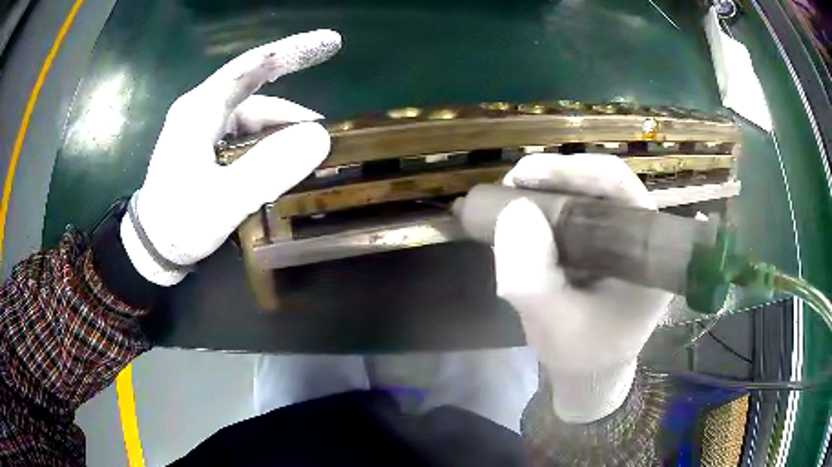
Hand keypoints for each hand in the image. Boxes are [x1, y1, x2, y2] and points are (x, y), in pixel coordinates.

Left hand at [121, 30, 341, 285]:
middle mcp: (202, 110)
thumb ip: (269, 168)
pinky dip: (269, 144)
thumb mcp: (224, 200)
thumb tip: (319, 137)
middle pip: (256, 89)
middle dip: (294, 103)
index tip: (330, 42)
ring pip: (253, 116)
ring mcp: (204, 127)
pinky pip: (246, 134)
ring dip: (283, 131)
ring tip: (311, 155)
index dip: (292, 50)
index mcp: (200, 109)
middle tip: (329, 127)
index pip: (251, 66)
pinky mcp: (207, 146)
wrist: (152, 249)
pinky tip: (284, 161)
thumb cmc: (179, 223)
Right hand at [493, 154, 672, 422]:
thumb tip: (514, 210)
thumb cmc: (582, 354)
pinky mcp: (600, 243)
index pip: (620, 188)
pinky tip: (519, 212)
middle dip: (554, 176)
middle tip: (512, 183)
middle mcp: (638, 234)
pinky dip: (544, 206)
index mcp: (648, 251)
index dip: (575, 170)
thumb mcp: (553, 325)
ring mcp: (618, 237)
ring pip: (585, 194)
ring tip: (508, 196)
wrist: (589, 372)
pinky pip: (573, 213)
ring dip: (546, 189)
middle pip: (601, 183)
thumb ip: (532, 279)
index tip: (527, 175)